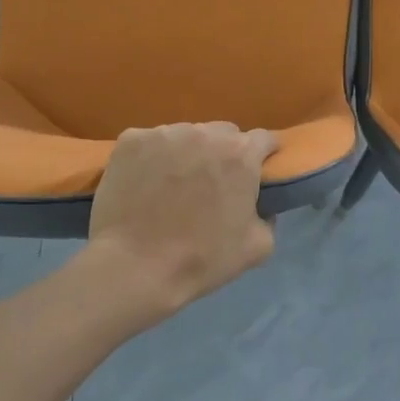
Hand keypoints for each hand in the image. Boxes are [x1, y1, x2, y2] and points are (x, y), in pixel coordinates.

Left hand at [86, 122, 278, 314]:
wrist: (135, 267)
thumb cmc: (201, 259)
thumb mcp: (257, 247)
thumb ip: (268, 216)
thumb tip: (259, 205)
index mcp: (240, 154)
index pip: (263, 139)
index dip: (263, 155)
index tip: (256, 172)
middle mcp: (205, 133)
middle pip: (223, 134)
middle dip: (224, 153)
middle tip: (212, 184)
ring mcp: (164, 133)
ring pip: (186, 135)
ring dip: (188, 153)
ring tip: (174, 185)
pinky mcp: (131, 140)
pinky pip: (151, 142)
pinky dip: (152, 158)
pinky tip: (145, 183)